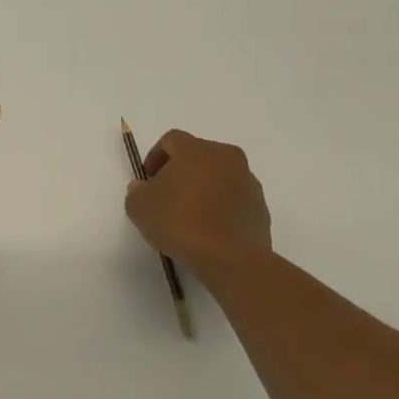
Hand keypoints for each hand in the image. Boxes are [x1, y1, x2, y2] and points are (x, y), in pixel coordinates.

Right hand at [125, 130, 272, 271]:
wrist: (231, 258)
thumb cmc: (180, 222)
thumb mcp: (139, 207)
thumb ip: (137, 191)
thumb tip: (144, 187)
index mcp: (196, 150)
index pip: (171, 140)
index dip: (155, 156)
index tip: (147, 179)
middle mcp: (226, 157)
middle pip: (199, 155)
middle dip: (181, 171)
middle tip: (167, 194)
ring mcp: (248, 182)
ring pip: (219, 176)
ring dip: (204, 188)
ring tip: (189, 215)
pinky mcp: (261, 207)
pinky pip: (234, 199)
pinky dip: (221, 207)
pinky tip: (209, 229)